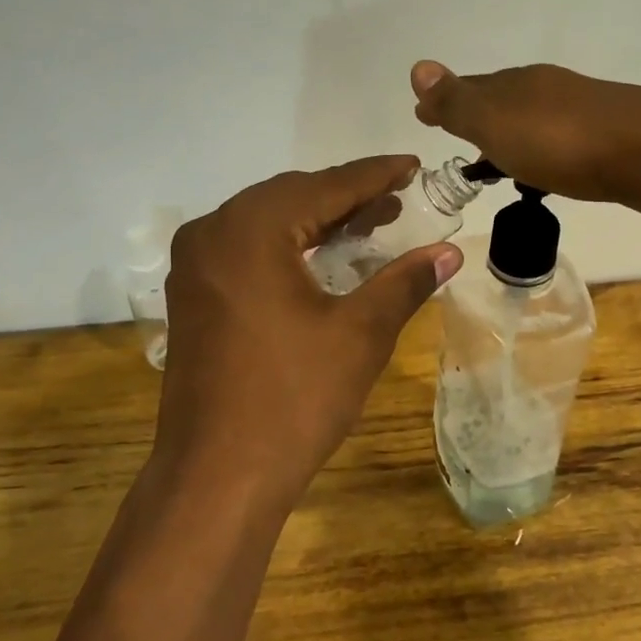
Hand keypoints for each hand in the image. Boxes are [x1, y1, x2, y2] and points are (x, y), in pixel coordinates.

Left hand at [151, 157, 463, 516]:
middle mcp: (211, 234)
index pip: (325, 186)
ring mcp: (194, 267)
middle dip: (346, 198)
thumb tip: (448, 251)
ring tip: (369, 226)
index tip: (411, 165)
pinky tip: (320, 260)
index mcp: (250, 229)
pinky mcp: (192, 298)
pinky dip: (288, 248)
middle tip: (397, 200)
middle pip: (290, 198)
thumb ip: (404, 282)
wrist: (218, 476)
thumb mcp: (360, 334)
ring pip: (266, 225)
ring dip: (317, 222)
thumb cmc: (294, 399)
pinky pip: (246, 252)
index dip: (374, 175)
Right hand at [410, 61, 640, 207]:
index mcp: (516, 84)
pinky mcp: (608, 137)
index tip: (423, 116)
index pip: (470, 88)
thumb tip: (417, 67)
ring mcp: (581, 111)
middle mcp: (547, 90)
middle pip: (502, 100)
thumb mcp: (496, 122)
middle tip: (458, 138)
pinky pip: (559, 140)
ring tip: (497, 161)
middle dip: (477, 116)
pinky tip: (546, 169)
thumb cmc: (561, 141)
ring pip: (532, 119)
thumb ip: (458, 102)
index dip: (445, 102)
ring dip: (511, 135)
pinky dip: (541, 151)